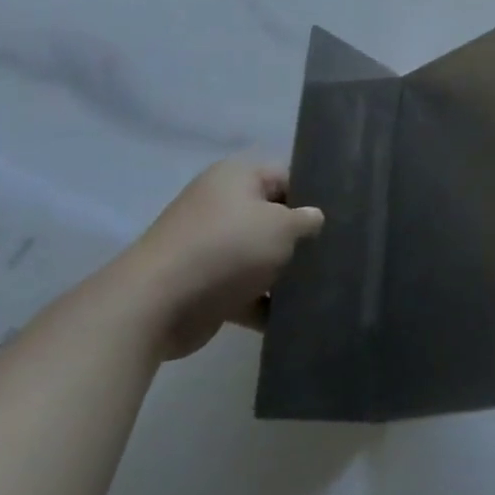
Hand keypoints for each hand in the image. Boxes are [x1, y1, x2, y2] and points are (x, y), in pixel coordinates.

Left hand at [114, 159, 324, 359]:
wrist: (156, 305)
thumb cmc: (227, 248)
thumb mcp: (282, 227)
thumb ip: (306, 221)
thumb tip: (314, 219)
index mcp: (237, 177)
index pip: (287, 177)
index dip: (313, 197)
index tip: (338, 220)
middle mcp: (221, 205)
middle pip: (273, 218)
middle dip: (299, 239)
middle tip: (332, 253)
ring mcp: (210, 246)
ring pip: (260, 256)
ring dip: (284, 274)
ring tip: (321, 287)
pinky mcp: (204, 285)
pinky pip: (245, 289)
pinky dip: (264, 303)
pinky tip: (293, 317)